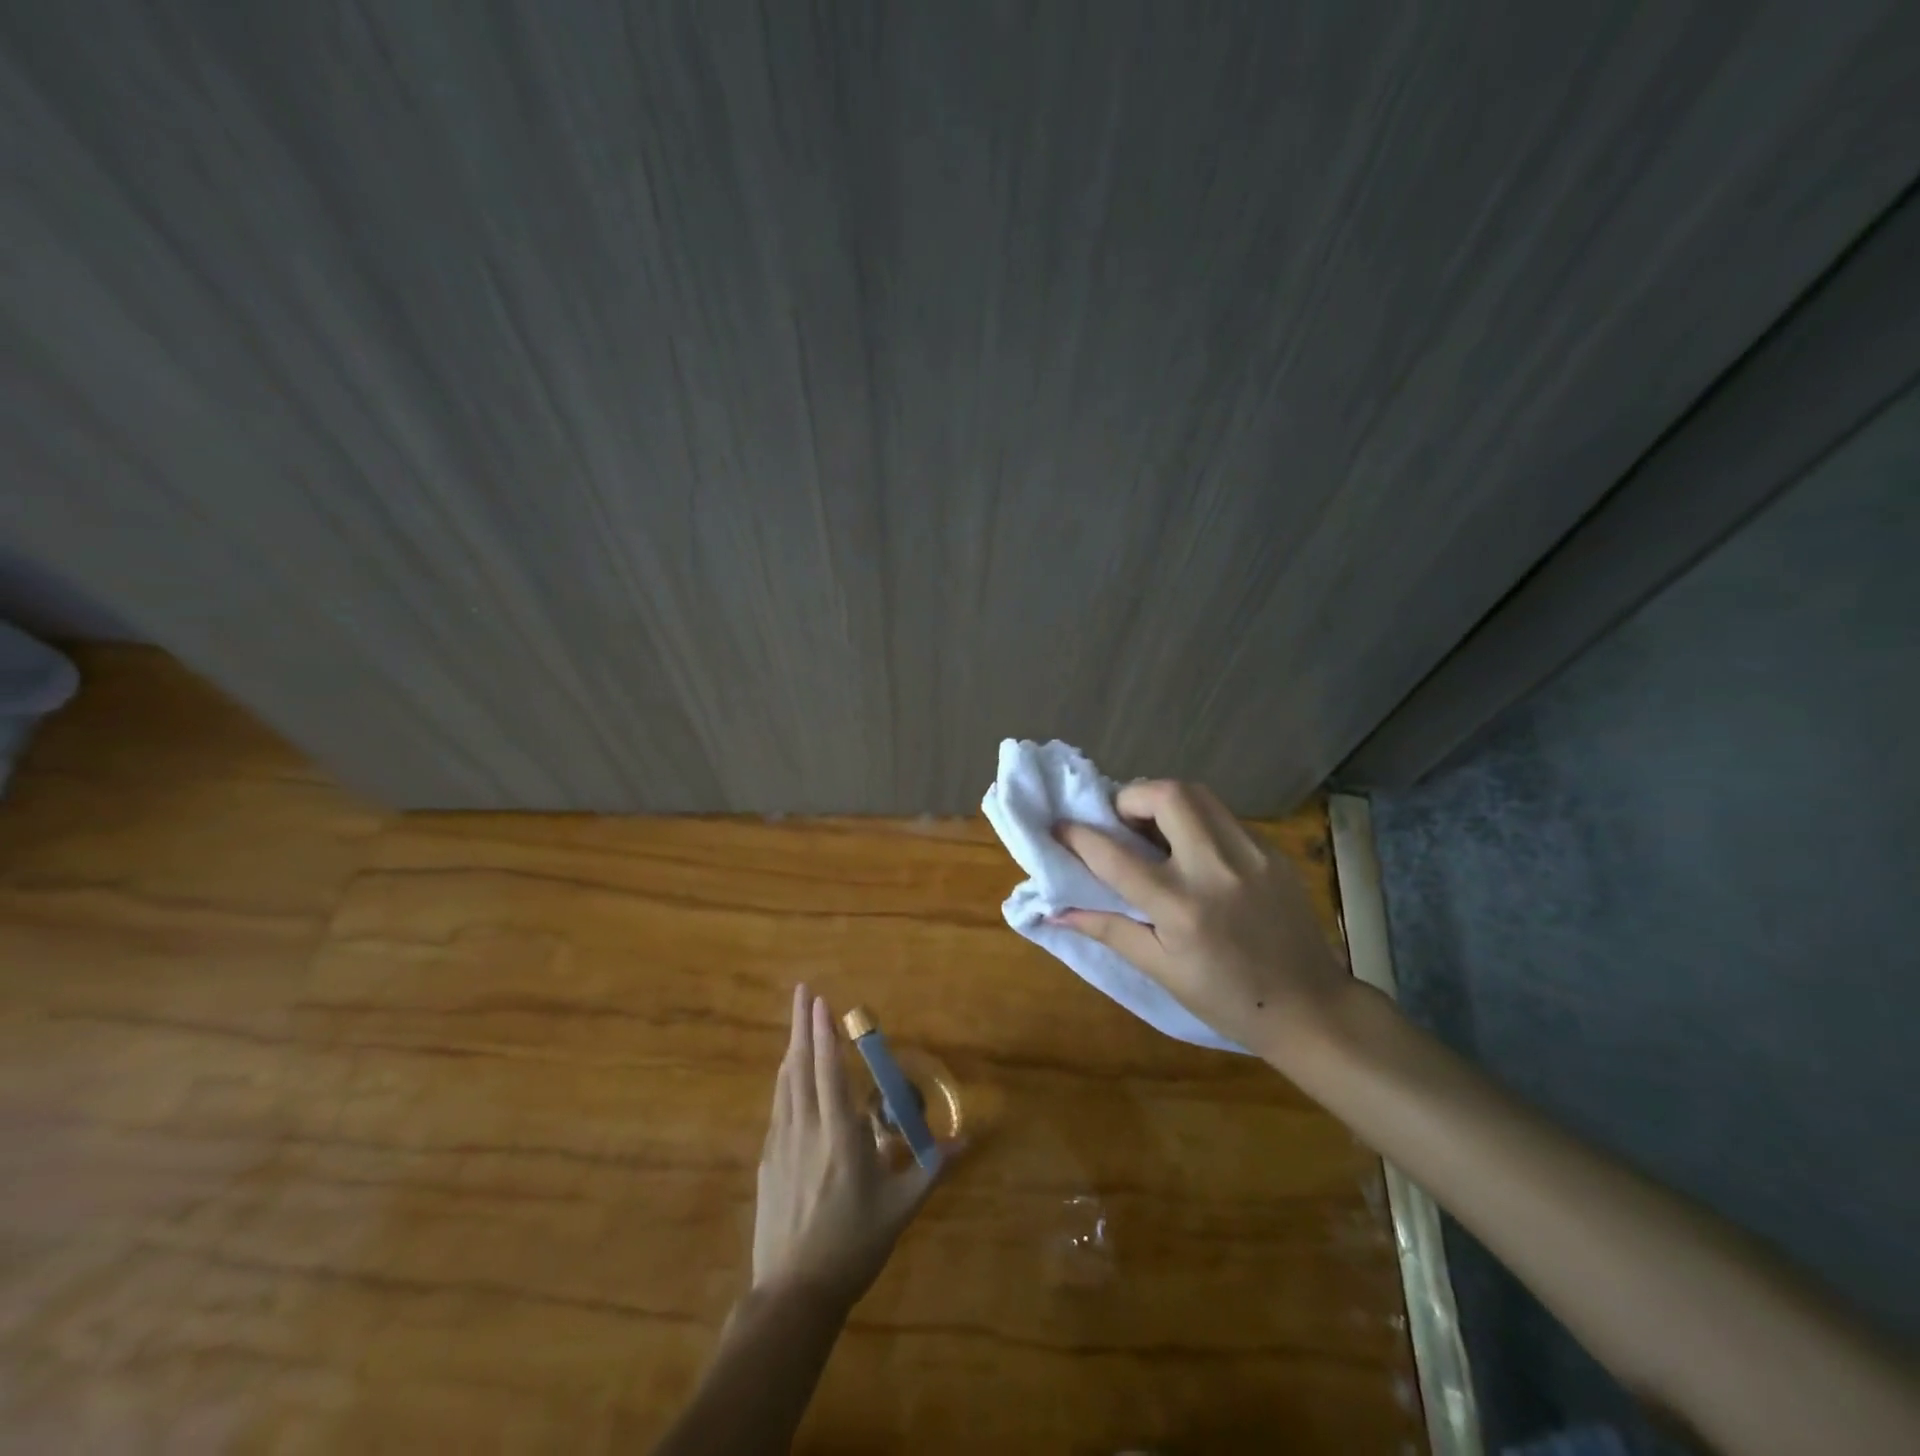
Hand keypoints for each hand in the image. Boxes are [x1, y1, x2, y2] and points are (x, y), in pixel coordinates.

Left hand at [751, 986, 952, 1310]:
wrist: (792, 1295)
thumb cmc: (852, 1247)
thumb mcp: (899, 1209)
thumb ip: (932, 1170)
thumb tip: (968, 1141)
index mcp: (840, 1134)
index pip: (829, 1070)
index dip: (824, 1032)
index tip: (820, 999)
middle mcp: (806, 1129)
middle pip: (802, 1065)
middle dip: (802, 1024)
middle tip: (802, 990)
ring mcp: (781, 1144)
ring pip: (785, 1083)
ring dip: (793, 1047)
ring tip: (798, 1024)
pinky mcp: (767, 1162)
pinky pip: (778, 1106)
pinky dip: (785, 1080)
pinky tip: (788, 1077)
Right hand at [1052, 780, 1349, 1059]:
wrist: (1311, 1008)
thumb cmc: (1227, 1000)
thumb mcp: (1161, 970)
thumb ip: (1108, 930)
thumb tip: (1055, 911)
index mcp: (1181, 907)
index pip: (1115, 856)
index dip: (1078, 835)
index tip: (1059, 826)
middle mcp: (1215, 868)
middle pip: (1167, 795)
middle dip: (1131, 797)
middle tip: (1120, 822)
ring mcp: (1251, 854)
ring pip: (1199, 794)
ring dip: (1164, 799)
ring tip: (1152, 828)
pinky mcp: (1273, 851)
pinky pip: (1224, 816)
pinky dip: (1196, 819)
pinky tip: (1193, 849)